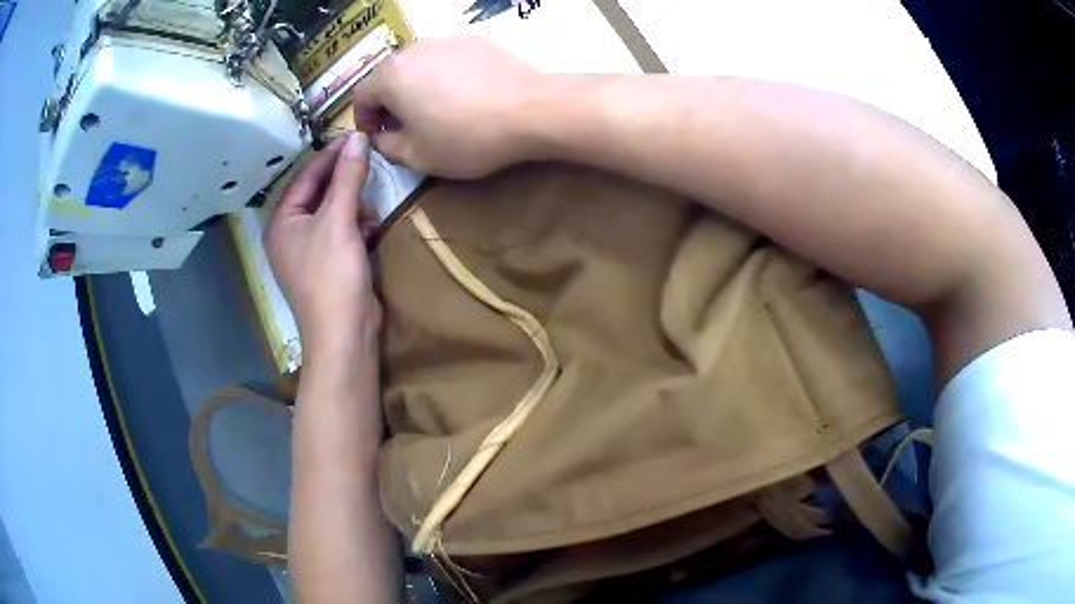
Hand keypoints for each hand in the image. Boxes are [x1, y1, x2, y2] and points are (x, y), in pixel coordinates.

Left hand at [264, 133, 380, 359]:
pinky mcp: (328, 265)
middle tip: (367, 156)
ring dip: (350, 200)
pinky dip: (355, 223)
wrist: (344, 334)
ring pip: (329, 211)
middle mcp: (290, 234)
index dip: (329, 154)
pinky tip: (372, 221)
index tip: (355, 135)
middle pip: (316, 192)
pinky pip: (339, 231)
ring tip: (371, 192)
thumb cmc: (332, 275)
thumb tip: (357, 137)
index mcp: (282, 221)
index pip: (305, 176)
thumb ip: (348, 177)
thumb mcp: (338, 220)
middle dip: (341, 177)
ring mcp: (308, 251)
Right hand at [352, 36, 542, 177]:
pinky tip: (464, 95)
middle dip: (389, 102)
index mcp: (390, 75)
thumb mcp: (417, 156)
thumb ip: (386, 146)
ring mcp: (445, 39)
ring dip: (415, 87)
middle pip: (388, 76)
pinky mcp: (473, 39)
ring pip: (416, 65)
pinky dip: (443, 76)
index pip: (360, 95)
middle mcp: (412, 49)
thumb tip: (380, 136)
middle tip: (406, 127)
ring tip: (436, 110)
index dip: (364, 120)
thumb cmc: (467, 137)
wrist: (531, 109)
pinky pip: (445, 58)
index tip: (379, 137)